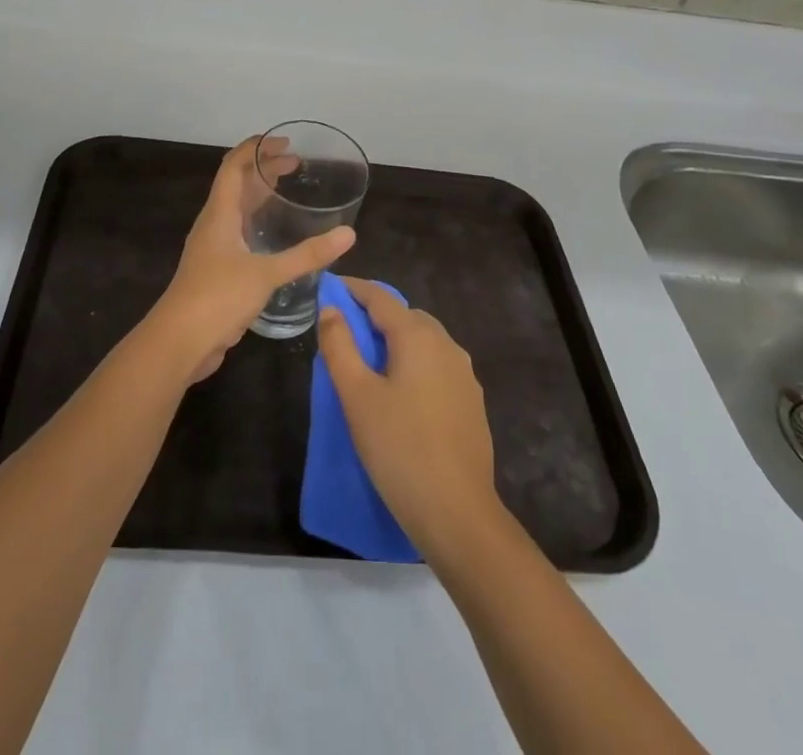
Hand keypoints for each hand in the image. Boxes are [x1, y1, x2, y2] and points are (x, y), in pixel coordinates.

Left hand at [146, 138, 355, 382]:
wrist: (179, 343)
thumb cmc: (217, 297)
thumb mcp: (266, 273)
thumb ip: (307, 255)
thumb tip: (348, 234)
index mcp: (219, 213)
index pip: (233, 166)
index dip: (256, 149)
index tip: (284, 142)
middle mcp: (214, 224)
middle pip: (237, 185)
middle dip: (264, 169)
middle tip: (296, 164)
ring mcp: (213, 248)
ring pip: (237, 210)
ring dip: (260, 195)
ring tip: (288, 191)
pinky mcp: (217, 270)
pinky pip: (239, 233)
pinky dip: (258, 223)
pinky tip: (276, 236)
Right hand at [317, 278, 500, 557]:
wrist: (457, 513)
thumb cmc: (399, 448)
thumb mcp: (357, 396)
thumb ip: (340, 346)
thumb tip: (330, 308)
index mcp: (418, 336)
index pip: (380, 298)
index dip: (353, 289)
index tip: (330, 288)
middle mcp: (446, 345)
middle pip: (405, 316)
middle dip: (375, 315)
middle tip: (344, 330)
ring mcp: (464, 374)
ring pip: (424, 341)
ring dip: (396, 340)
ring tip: (369, 361)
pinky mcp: (472, 402)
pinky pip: (437, 366)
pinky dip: (414, 364)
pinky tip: (401, 392)